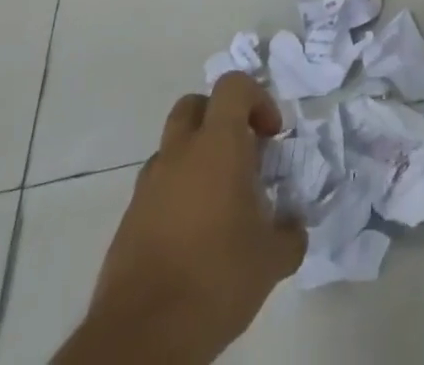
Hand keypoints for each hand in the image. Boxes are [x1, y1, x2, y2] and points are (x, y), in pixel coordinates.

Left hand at [63, 73, 304, 364]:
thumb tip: (294, 227)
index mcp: (217, 144)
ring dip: (196, 158)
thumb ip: (290, 233)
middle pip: (195, 105)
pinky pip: (157, 187)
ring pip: (173, 147)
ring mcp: (148, 185)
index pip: (233, 85)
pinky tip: (193, 236)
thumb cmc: (215, 280)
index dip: (257, 99)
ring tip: (218, 203)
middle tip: (241, 154)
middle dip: (220, 119)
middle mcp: (179, 152)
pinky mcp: (129, 219)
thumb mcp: (272, 260)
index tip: (271, 135)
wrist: (141, 338)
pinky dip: (177, 195)